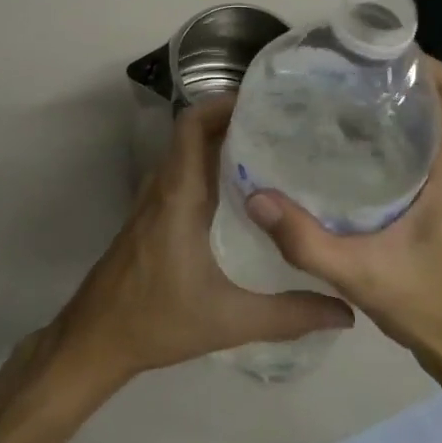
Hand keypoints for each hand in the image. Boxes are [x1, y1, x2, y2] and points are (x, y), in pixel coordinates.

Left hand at [54, 95, 353, 388]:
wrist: (96, 340)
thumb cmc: (157, 320)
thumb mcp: (229, 320)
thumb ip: (288, 315)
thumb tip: (345, 313)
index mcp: (178, 195)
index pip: (192, 126)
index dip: (222, 104)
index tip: (263, 103)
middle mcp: (163, 188)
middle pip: (194, 135)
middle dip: (233, 122)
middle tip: (282, 127)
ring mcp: (153, 202)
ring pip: (187, 156)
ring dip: (220, 146)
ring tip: (270, 153)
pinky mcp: (151, 219)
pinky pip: (181, 177)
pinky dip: (208, 170)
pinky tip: (241, 196)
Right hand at [246, 62, 441, 381]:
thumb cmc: (430, 306)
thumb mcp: (360, 274)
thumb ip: (305, 239)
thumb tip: (256, 197)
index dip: (418, 60)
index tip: (368, 53)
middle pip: (440, 99)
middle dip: (396, 78)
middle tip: (339, 77)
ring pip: (436, 122)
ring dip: (397, 105)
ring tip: (340, 103)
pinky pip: (432, 146)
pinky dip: (401, 134)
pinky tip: (355, 149)